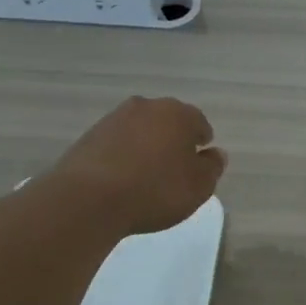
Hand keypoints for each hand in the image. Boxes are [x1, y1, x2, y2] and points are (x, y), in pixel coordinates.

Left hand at [47, 96, 224, 235]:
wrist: (91, 197)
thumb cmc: (156, 190)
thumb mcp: (199, 186)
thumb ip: (212, 167)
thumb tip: (215, 153)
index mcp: (178, 114)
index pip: (199, 123)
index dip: (201, 143)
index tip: (199, 163)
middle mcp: (147, 107)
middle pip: (167, 122)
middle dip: (173, 140)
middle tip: (174, 168)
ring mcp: (114, 118)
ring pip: (140, 130)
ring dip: (146, 146)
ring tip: (146, 175)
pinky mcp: (89, 136)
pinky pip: (116, 143)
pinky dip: (123, 155)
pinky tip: (122, 178)